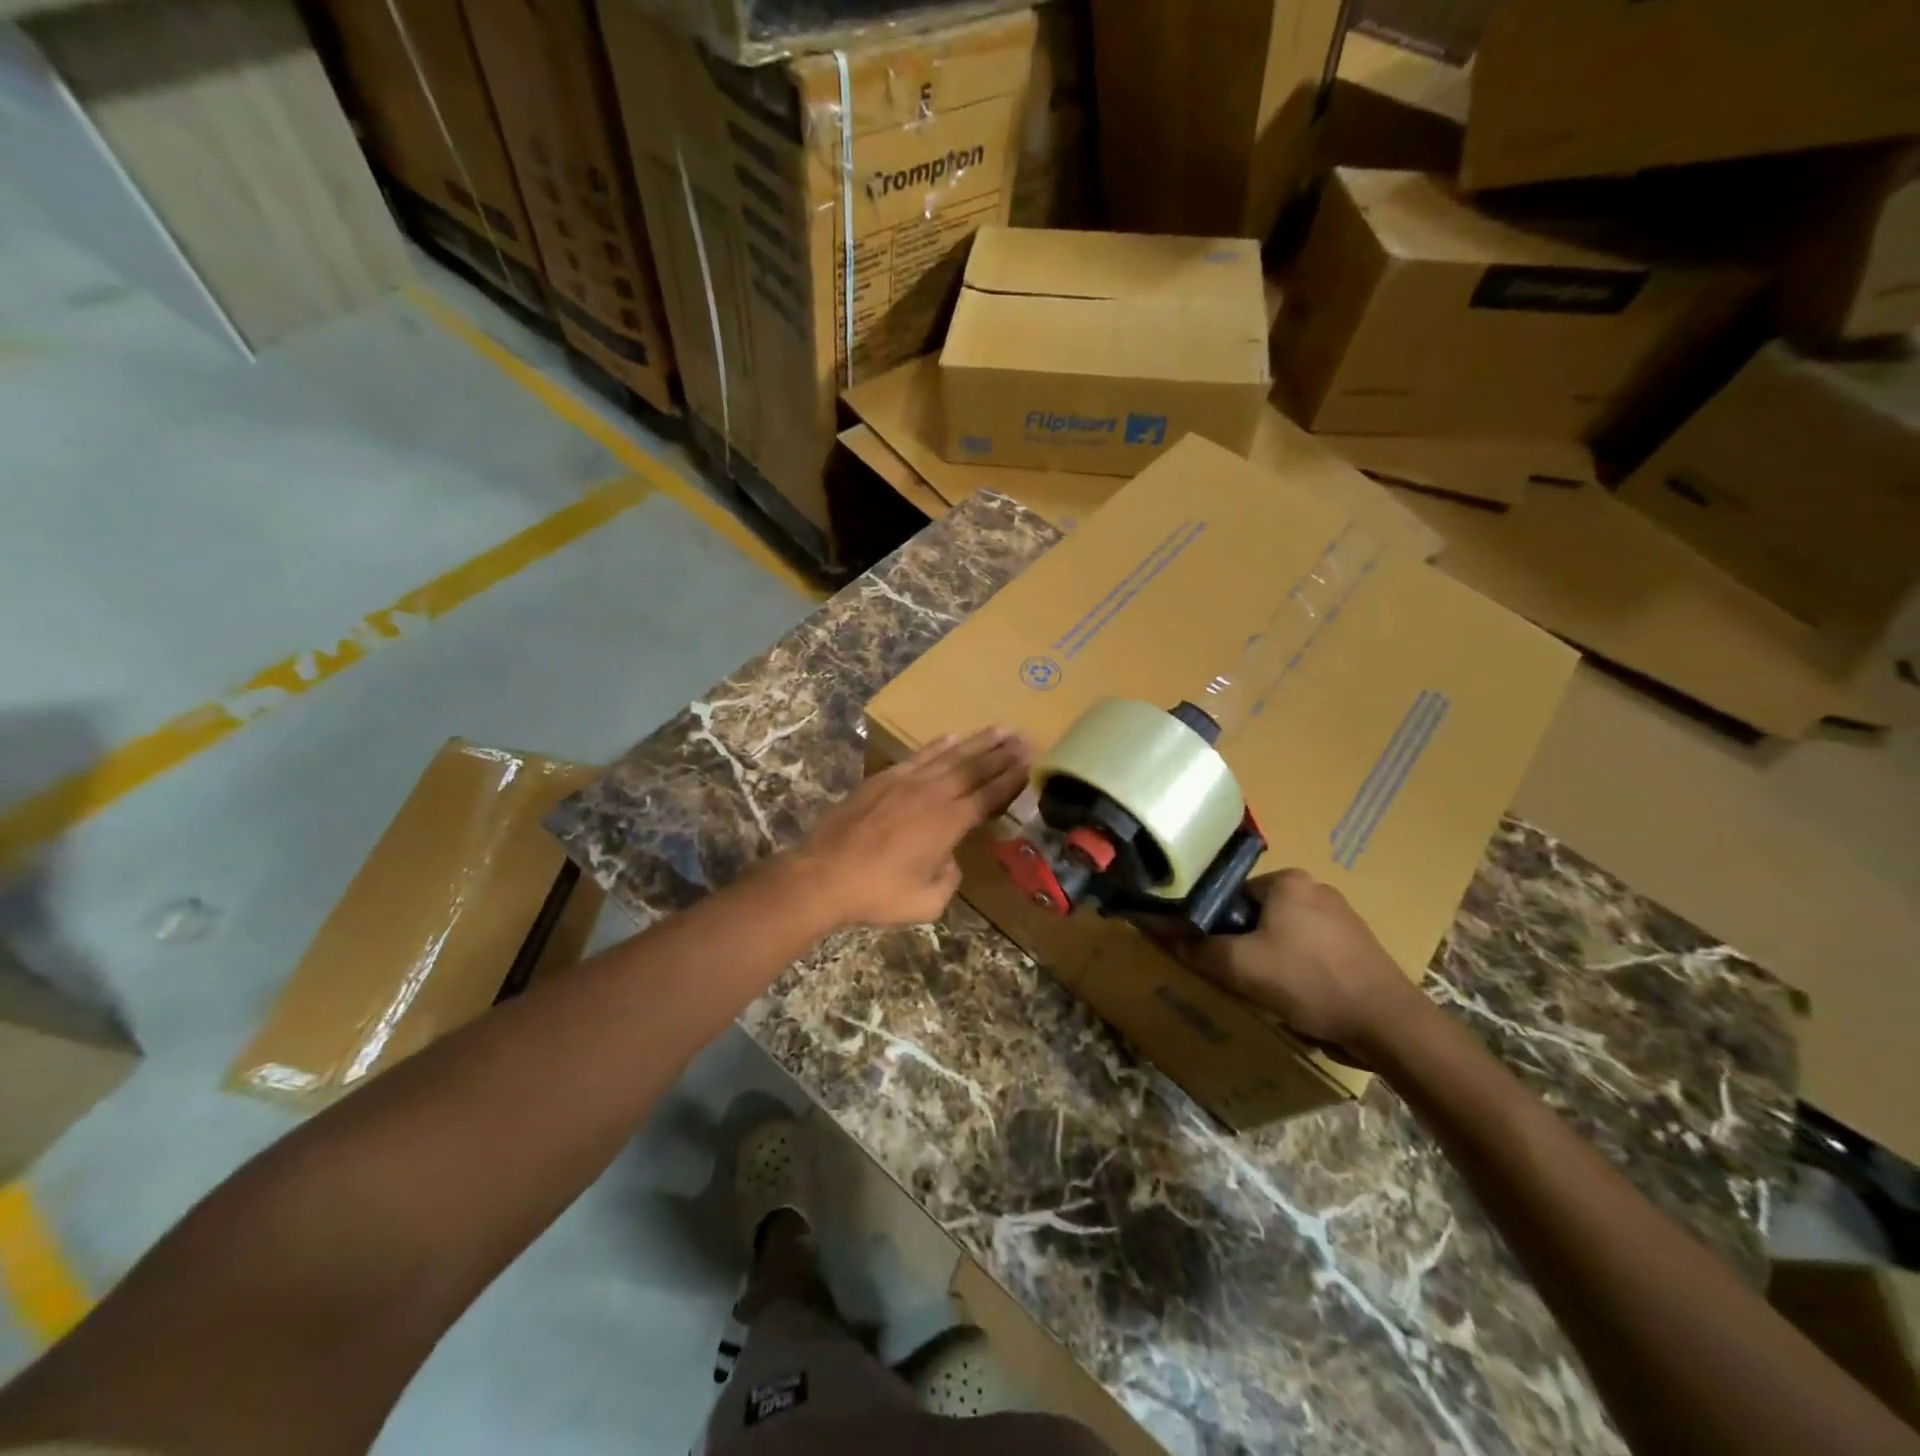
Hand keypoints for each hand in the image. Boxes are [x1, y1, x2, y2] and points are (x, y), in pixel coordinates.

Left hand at [791, 727, 1031, 929]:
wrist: (823, 875)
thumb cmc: (877, 893)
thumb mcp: (927, 902)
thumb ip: (949, 878)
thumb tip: (950, 859)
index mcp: (949, 823)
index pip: (989, 795)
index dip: (1011, 779)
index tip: (1031, 761)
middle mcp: (933, 794)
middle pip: (975, 767)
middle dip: (1002, 752)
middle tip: (1025, 736)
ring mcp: (906, 782)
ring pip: (950, 755)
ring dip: (977, 741)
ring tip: (1000, 728)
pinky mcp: (883, 779)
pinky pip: (919, 755)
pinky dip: (938, 745)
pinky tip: (952, 737)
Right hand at [1178, 870, 1427, 1054]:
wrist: (1387, 1024)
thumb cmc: (1308, 981)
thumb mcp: (1240, 966)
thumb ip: (1199, 948)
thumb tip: (1164, 934)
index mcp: (1288, 880)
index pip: (1231, 895)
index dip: (1214, 925)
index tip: (1211, 954)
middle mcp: (1315, 888)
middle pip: (1256, 914)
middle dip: (1243, 943)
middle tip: (1235, 975)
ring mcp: (1341, 916)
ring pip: (1282, 934)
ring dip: (1269, 958)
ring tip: (1266, 989)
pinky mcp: (1357, 945)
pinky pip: (1309, 949)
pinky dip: (1296, 968)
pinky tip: (1297, 995)